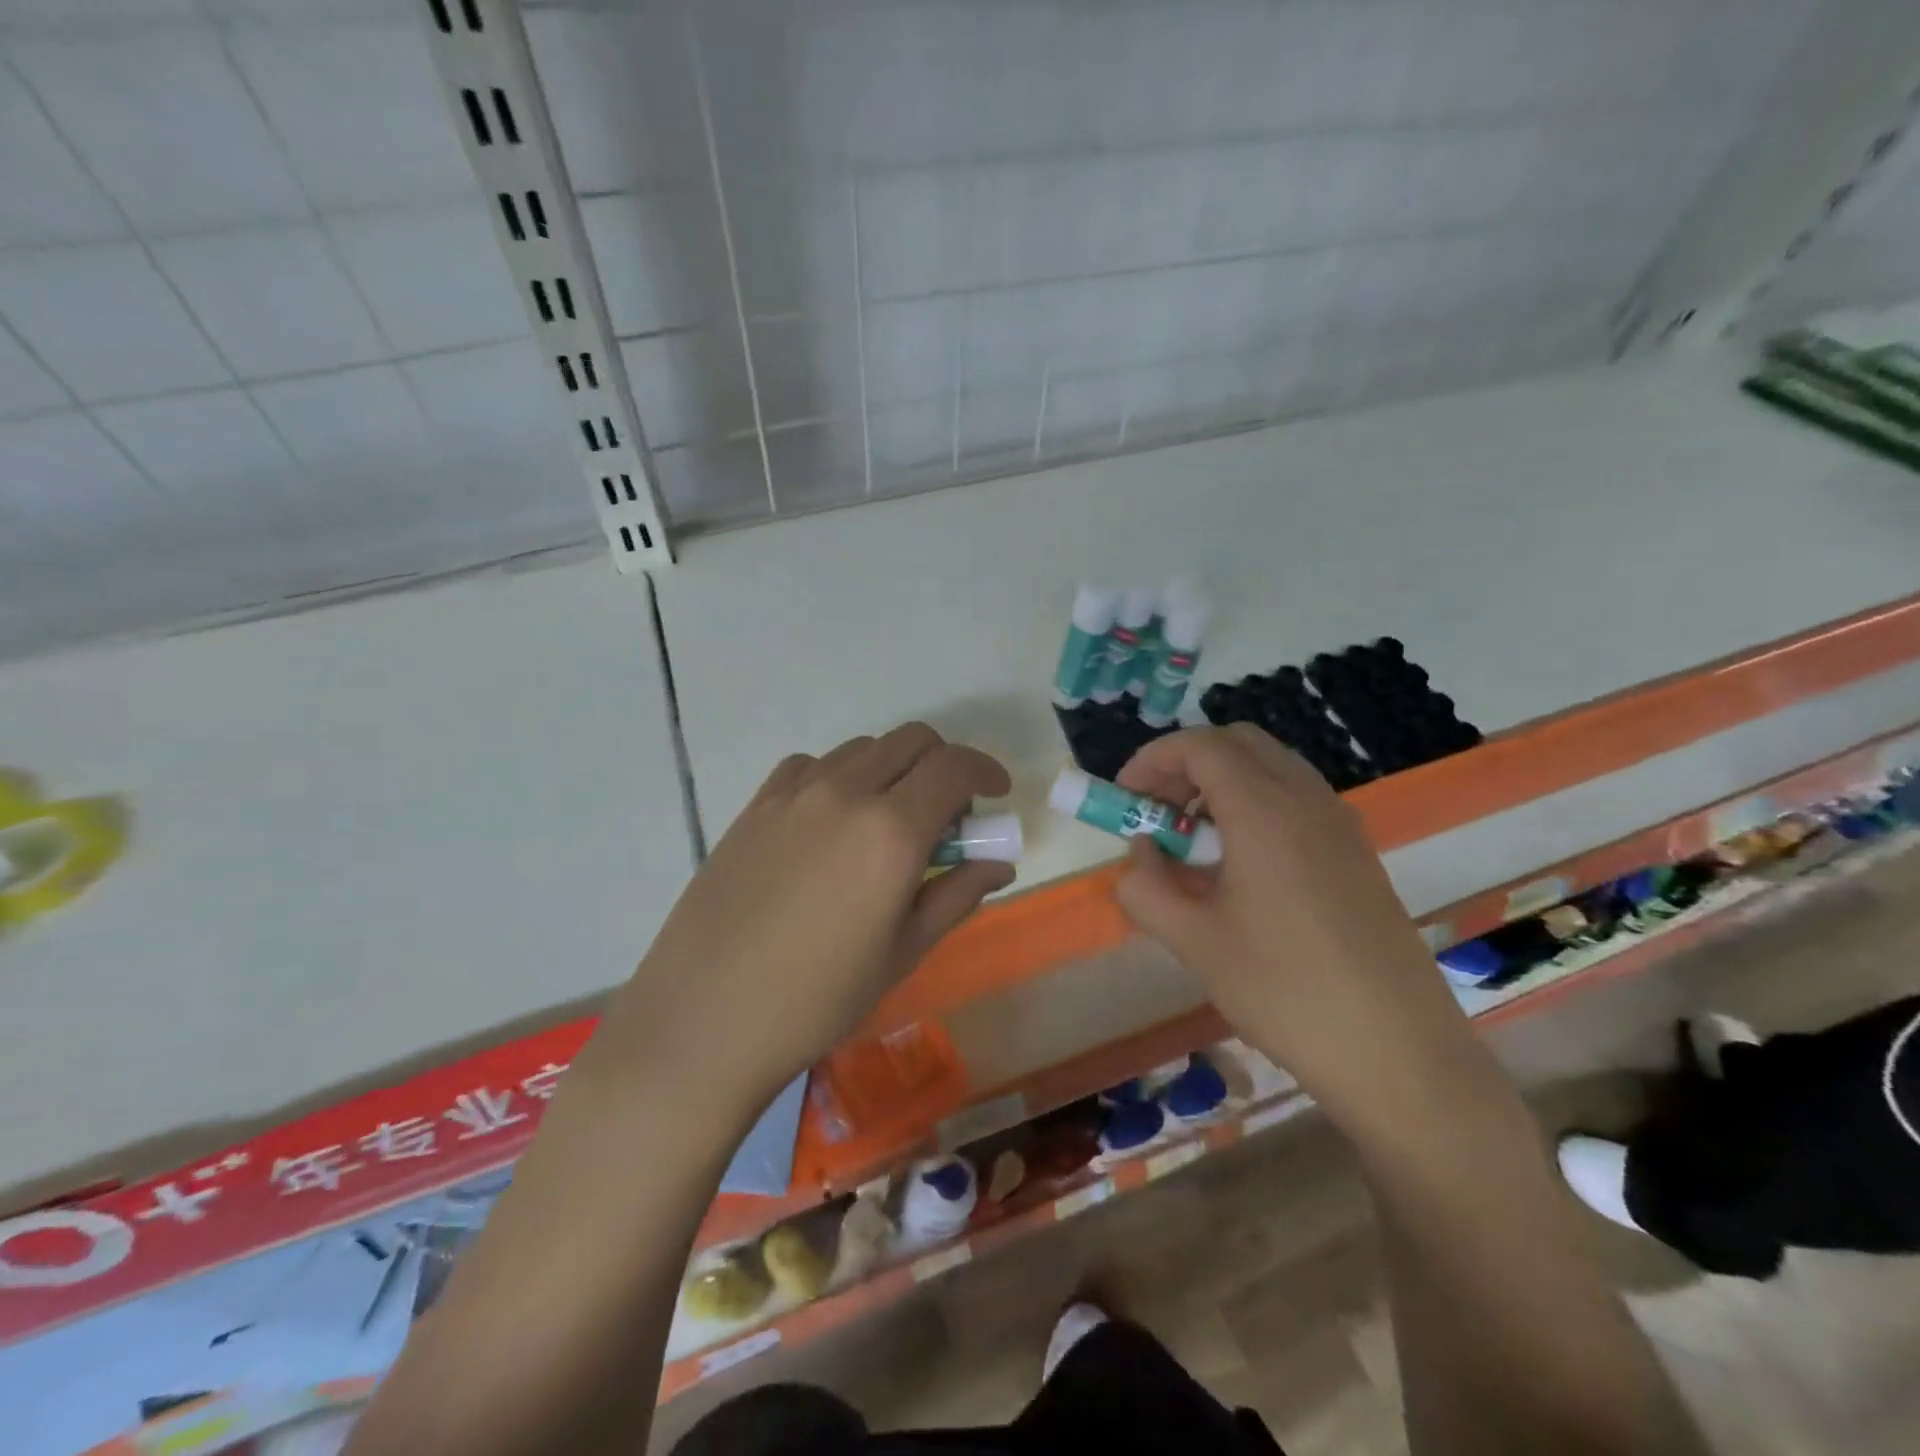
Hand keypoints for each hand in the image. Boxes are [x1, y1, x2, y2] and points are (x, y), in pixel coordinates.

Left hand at [598, 723, 1012, 1110]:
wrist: (705, 1020)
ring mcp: (794, 794)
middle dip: (944, 765)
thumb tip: (998, 863)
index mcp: (891, 831)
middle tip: (947, 816)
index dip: (985, 771)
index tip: (996, 794)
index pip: (954, 766)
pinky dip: (841, 777)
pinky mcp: (756, 805)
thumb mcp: (903, 951)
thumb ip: (957, 894)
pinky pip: (812, 766)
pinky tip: (832, 823)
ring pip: (863, 749)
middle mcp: (845, 793)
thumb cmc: (819, 999)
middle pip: (911, 741)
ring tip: (888, 823)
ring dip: (893, 770)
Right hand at [1113, 725, 1476, 1128]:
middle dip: (1186, 763)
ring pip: (1271, 767)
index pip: (1199, 746)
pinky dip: (1255, 805)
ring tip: (1193, 841)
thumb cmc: (1283, 990)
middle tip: (1157, 811)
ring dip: (1222, 783)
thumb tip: (1140, 855)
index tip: (1125, 798)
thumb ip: (1146, 887)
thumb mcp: (1193, 941)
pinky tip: (1239, 866)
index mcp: (1264, 810)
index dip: (1151, 760)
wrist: (1396, 1052)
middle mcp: (1306, 800)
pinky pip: (1296, 799)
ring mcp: (1339, 824)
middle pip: (1238, 743)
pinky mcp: (1356, 852)